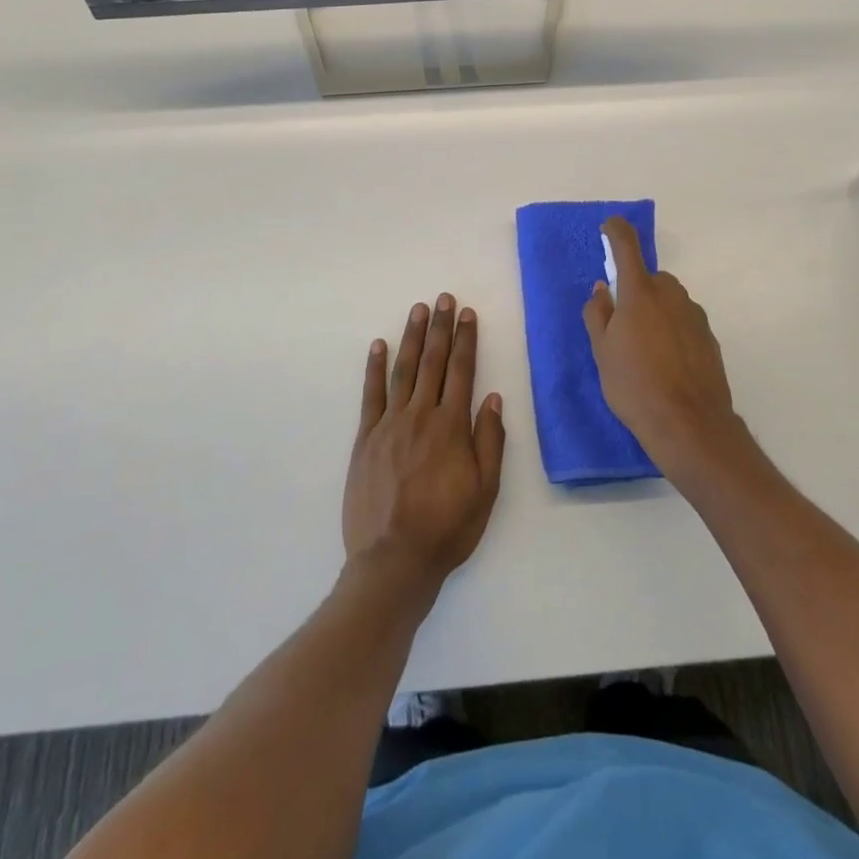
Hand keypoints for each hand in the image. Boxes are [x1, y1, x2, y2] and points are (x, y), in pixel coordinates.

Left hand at [344, 294, 504, 595]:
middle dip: (440, 328)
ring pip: (403, 371)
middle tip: (442, 298)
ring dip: (411, 338)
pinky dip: (374, 368)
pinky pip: (370, 395)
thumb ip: (489, 441)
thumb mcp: (485, 490)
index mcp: (451, 427)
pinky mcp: (365, 439)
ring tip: (417, 310)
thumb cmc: (447, 528)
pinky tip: (377, 346)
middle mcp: (420, 416)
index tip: (467, 314)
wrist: (393, 560)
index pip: (462, 371)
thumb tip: (492, 397)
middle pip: (432, 362)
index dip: (466, 340)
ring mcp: (389, 425)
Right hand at [583, 218, 759, 489]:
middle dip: (636, 291)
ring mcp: (694, 315)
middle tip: (621, 325)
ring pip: (669, 301)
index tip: (609, 227)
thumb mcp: (601, 352)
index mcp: (640, 293)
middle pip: (651, 279)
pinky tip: (666, 363)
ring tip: (643, 351)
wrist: (689, 424)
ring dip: (655, 312)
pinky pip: (684, 322)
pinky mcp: (709, 337)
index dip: (616, 231)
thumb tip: (602, 289)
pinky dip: (673, 331)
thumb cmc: (634, 385)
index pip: (627, 246)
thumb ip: (598, 314)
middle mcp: (671, 295)